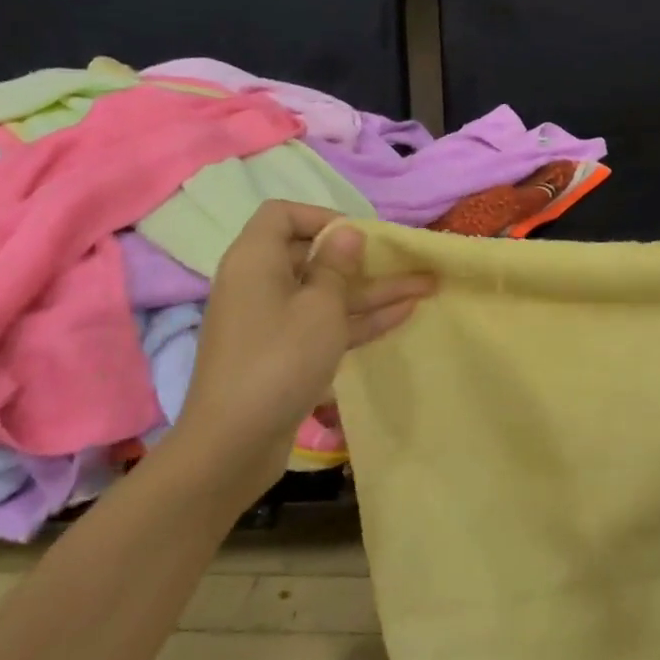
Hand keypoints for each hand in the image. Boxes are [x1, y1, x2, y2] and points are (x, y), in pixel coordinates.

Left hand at [161, 201, 432, 500]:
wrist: (233, 444)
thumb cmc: (279, 360)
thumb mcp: (320, 307)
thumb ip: (337, 266)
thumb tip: (346, 232)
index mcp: (256, 260)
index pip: (283, 215)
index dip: (322, 217)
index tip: (359, 236)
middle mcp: (261, 284)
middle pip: (312, 256)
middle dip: (363, 258)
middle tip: (406, 260)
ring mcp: (273, 321)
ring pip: (327, 293)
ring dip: (374, 290)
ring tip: (426, 286)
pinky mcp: (285, 353)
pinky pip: (325, 323)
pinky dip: (360, 318)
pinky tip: (405, 313)